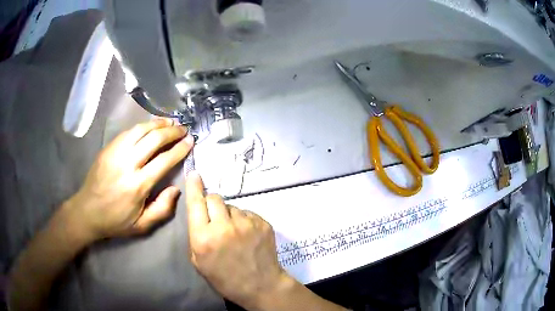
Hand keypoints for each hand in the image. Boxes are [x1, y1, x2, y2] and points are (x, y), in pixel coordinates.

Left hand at [63, 118, 193, 240]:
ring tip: (170, 122)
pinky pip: (128, 131)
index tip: (190, 141)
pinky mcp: (108, 148)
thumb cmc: (115, 221)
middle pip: (154, 139)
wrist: (87, 211)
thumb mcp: (142, 226)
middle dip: (172, 132)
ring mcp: (115, 153)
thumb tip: (176, 189)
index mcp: (137, 185)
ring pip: (140, 130)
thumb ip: (162, 210)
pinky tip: (150, 126)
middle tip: (183, 128)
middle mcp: (127, 164)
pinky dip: (142, 126)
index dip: (180, 149)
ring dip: (158, 123)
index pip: (164, 160)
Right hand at [186, 171, 291, 308]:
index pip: (196, 203)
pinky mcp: (263, 223)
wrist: (260, 286)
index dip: (194, 187)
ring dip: (229, 214)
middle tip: (215, 219)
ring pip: (232, 206)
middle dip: (211, 205)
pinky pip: (247, 213)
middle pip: (214, 198)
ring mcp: (246, 223)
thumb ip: (195, 235)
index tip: (194, 174)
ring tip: (234, 232)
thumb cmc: (225, 279)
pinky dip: (244, 220)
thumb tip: (199, 212)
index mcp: (204, 238)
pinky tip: (247, 236)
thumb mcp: (199, 261)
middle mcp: (224, 226)